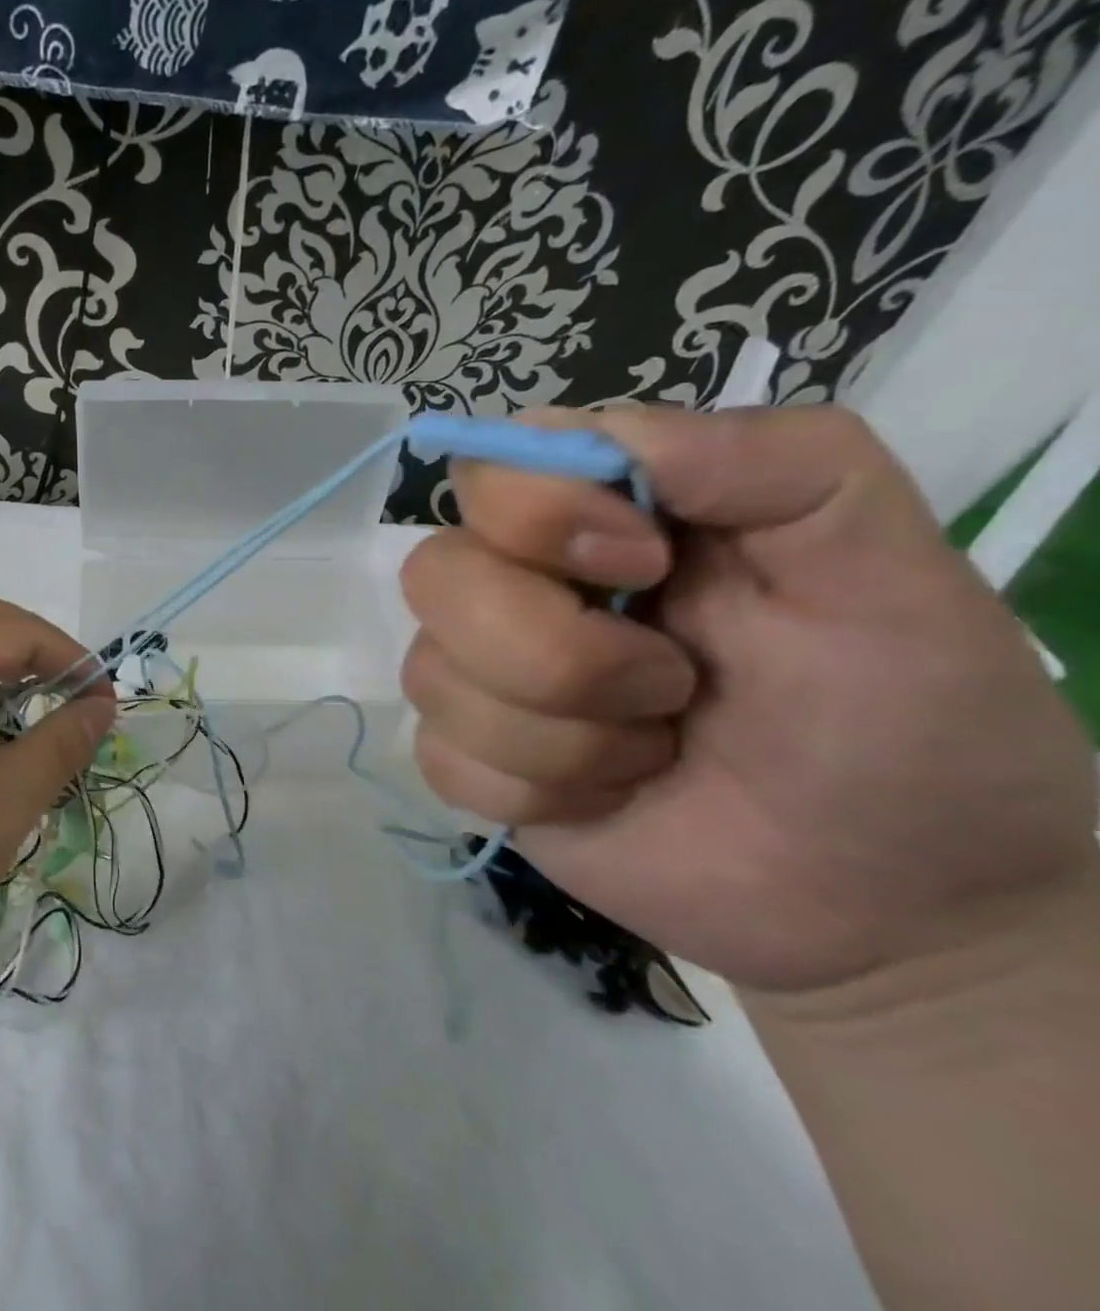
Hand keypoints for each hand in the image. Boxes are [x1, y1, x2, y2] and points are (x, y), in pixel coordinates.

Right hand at [401, 405, 1097, 1002]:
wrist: (891, 897)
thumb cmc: (903, 715)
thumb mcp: (884, 562)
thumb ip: (777, 458)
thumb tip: (603, 436)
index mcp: (602, 519)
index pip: (488, 471)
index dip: (537, 515)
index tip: (649, 565)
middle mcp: (521, 587)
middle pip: (434, 574)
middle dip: (554, 650)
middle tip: (670, 686)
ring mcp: (486, 679)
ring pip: (430, 675)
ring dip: (562, 735)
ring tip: (654, 750)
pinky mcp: (471, 761)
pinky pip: (441, 759)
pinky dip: (535, 790)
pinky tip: (606, 797)